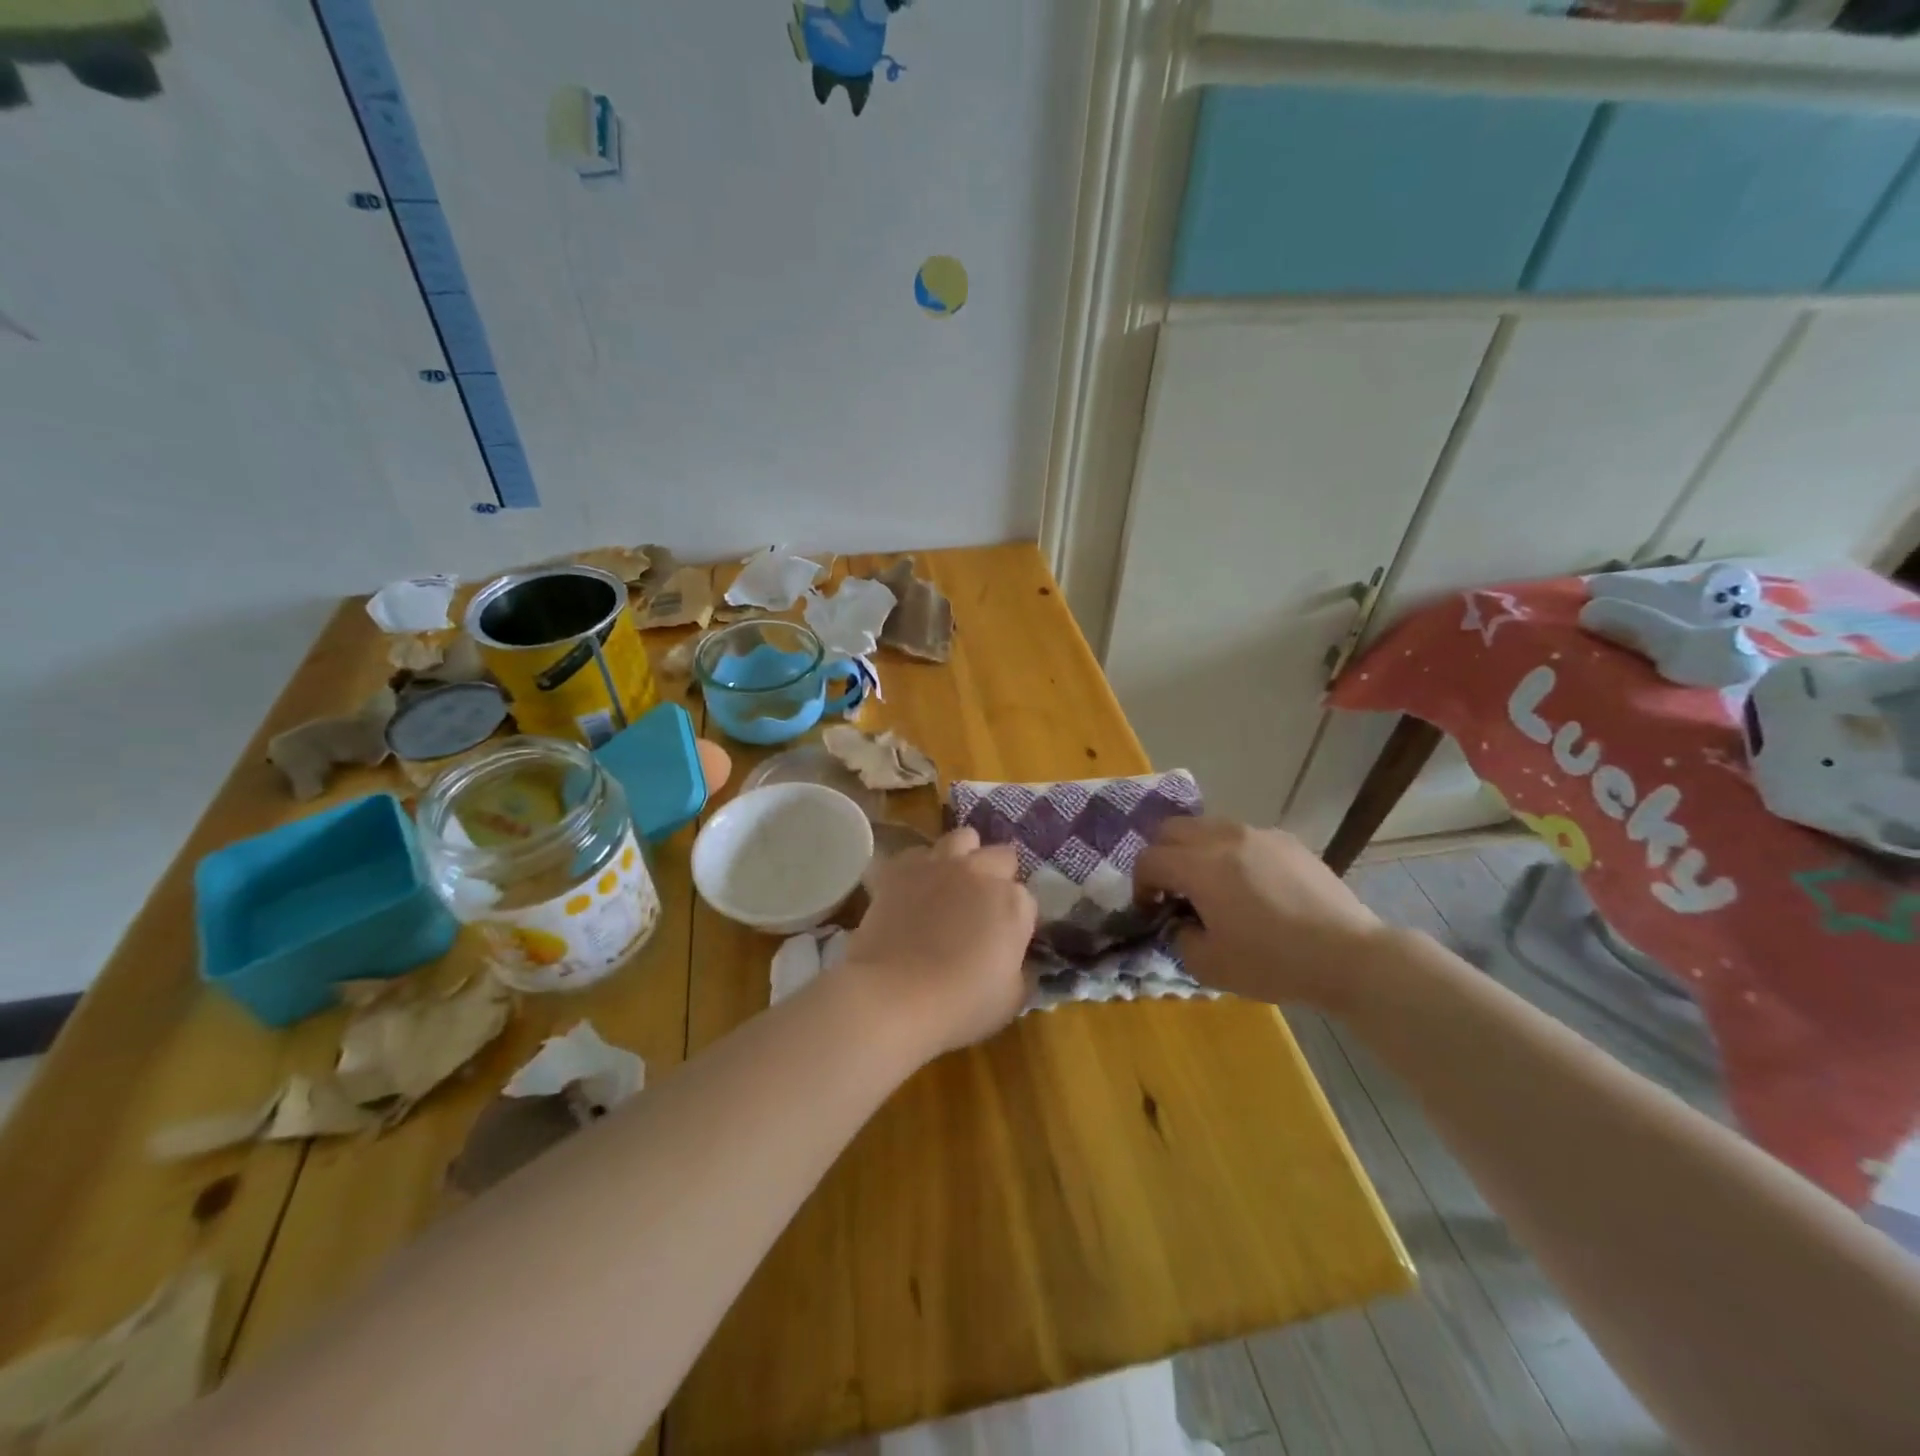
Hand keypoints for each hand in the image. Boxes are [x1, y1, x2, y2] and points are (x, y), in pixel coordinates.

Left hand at [841, 827, 1036, 1059]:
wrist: (893, 996)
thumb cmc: (960, 1005)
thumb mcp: (1012, 999)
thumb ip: (1023, 969)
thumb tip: (1020, 960)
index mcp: (1013, 902)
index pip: (1027, 899)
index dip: (1018, 919)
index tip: (1007, 940)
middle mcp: (980, 871)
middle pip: (1001, 856)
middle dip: (998, 876)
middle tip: (983, 907)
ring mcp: (939, 864)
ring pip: (963, 838)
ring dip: (965, 856)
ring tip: (953, 882)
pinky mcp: (901, 868)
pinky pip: (917, 853)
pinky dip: (920, 867)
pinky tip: (915, 888)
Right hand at [1135, 818, 1385, 1012]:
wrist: (1348, 955)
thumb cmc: (1273, 962)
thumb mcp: (1209, 966)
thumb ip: (1179, 939)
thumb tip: (1180, 923)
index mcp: (1199, 866)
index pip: (1149, 859)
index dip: (1140, 885)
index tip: (1151, 910)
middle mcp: (1223, 838)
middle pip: (1171, 829)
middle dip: (1161, 856)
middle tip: (1172, 890)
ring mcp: (1258, 834)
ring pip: (1207, 826)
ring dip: (1195, 850)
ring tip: (1211, 884)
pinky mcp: (1286, 840)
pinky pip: (1242, 835)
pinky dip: (1230, 852)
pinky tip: (1250, 885)